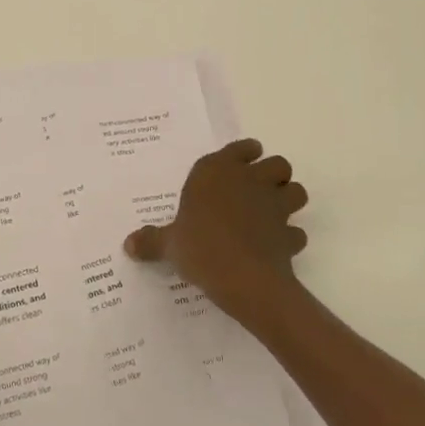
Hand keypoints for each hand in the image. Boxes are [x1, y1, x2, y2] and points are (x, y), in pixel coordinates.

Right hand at [124, 139, 307, 321]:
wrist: (241, 277)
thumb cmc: (199, 246)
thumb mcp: (169, 244)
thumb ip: (151, 241)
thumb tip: (128, 244)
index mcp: (218, 171)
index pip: (242, 148)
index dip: (244, 154)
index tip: (239, 164)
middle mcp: (251, 180)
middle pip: (278, 164)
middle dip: (273, 175)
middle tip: (257, 191)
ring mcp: (276, 206)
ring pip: (296, 191)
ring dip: (289, 200)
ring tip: (272, 214)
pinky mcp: (290, 235)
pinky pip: (296, 232)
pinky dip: (290, 238)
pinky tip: (277, 247)